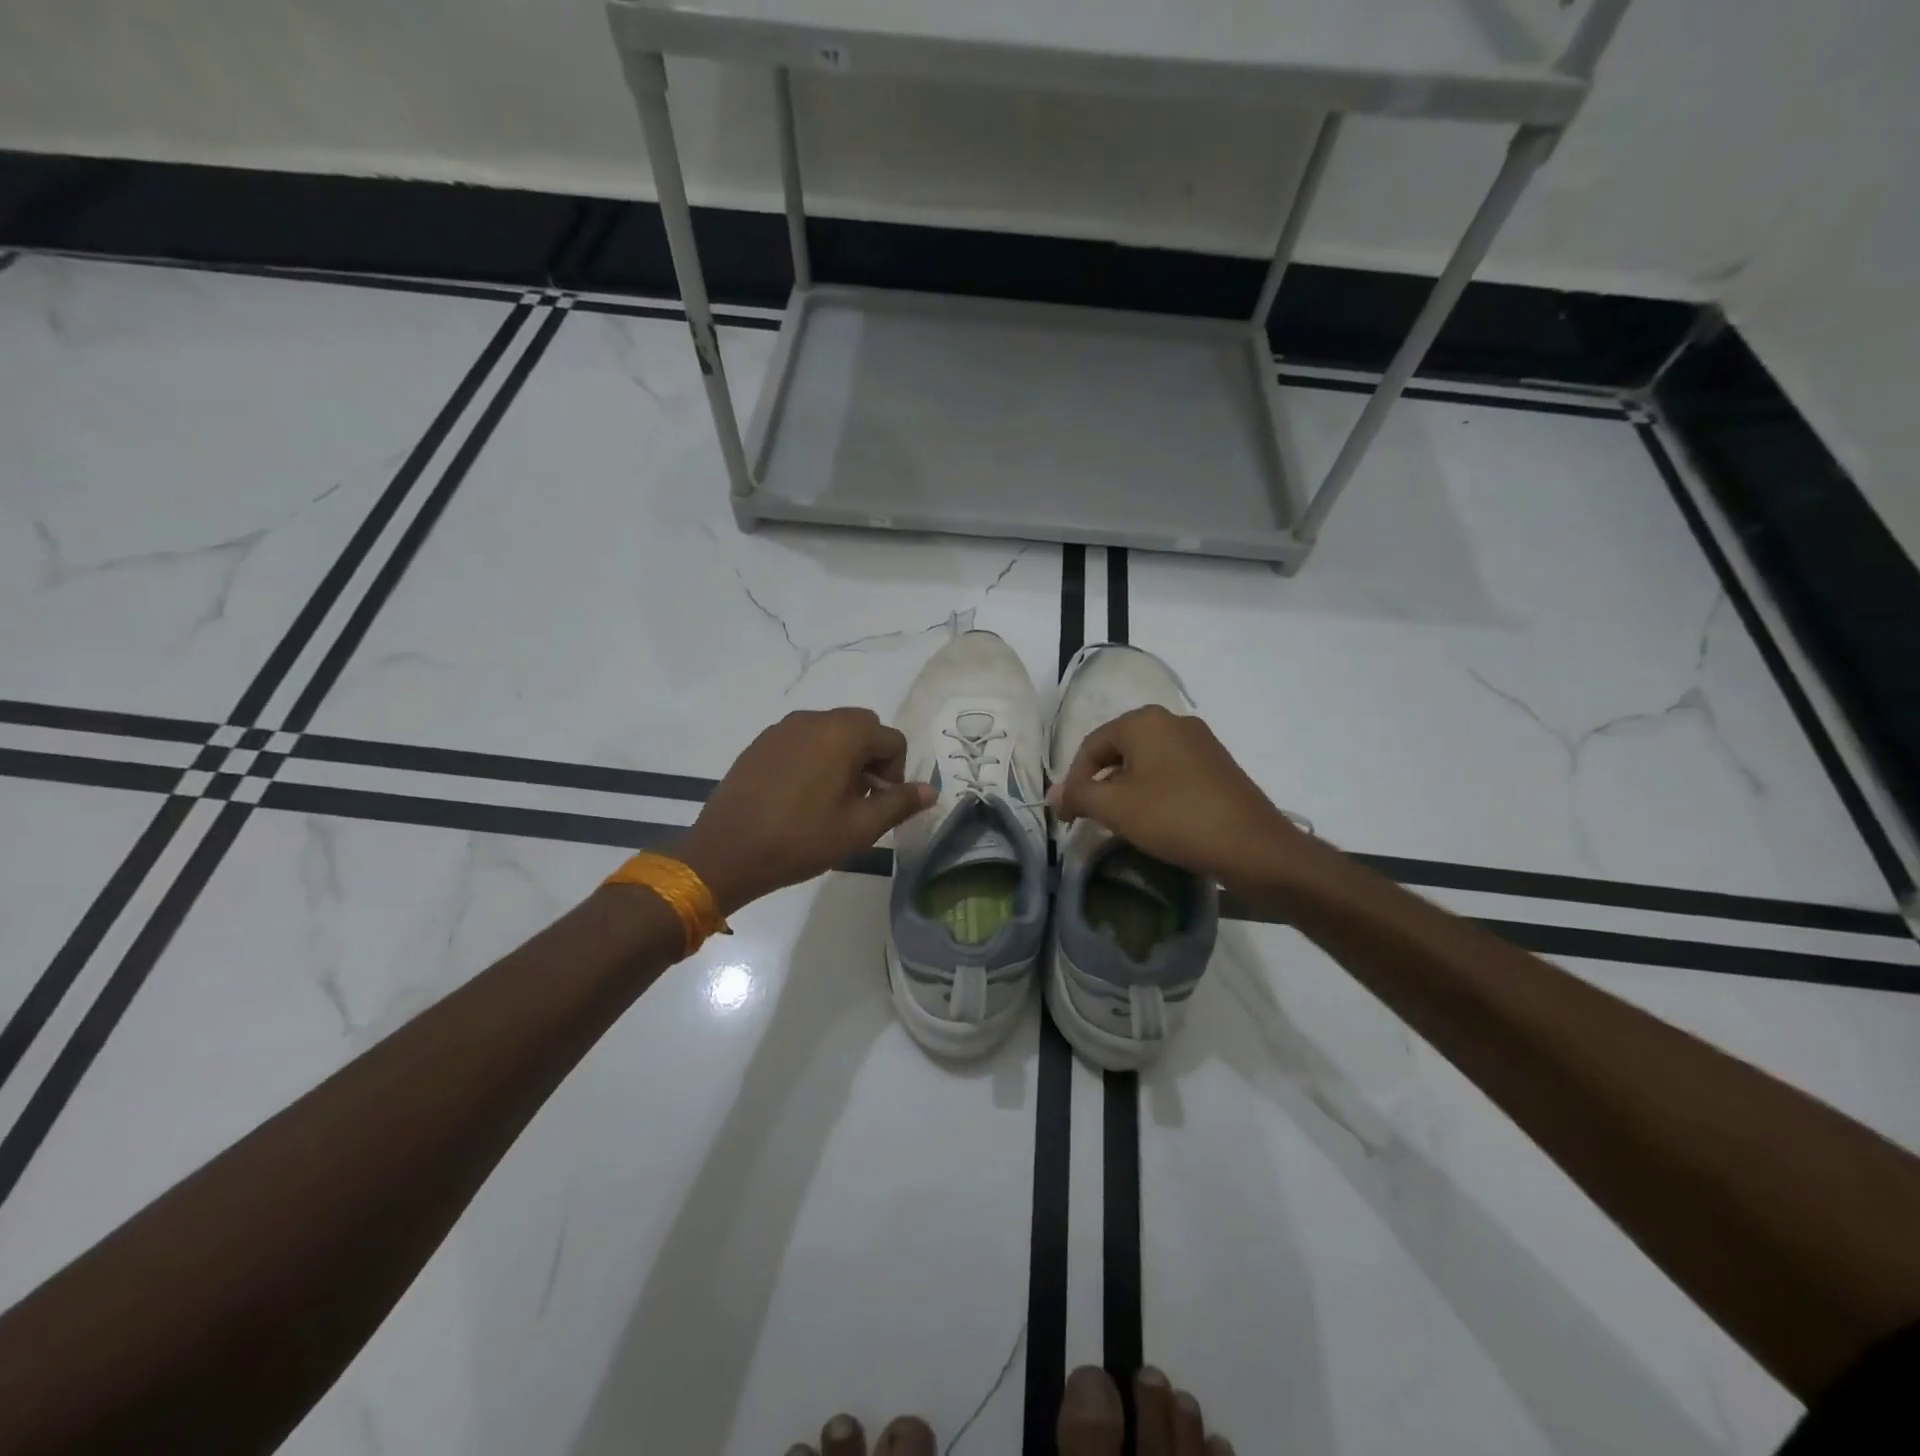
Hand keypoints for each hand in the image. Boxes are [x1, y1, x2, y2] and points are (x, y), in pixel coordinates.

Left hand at [674, 708, 934, 914]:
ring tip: (829, 801)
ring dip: (843, 758)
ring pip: (831, 732)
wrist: (726, 852)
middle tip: (858, 800)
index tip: (879, 804)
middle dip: (871, 759)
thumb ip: (899, 803)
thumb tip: (930, 790)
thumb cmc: (800, 840)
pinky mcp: (761, 742)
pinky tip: (799, 796)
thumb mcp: (859, 828)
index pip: (892, 739)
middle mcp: (814, 719)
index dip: (896, 773)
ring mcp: (783, 728)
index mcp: (843, 733)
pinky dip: (814, 758)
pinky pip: (802, 740)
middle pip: (862, 728)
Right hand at [1050, 705, 1306, 890]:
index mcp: (1145, 721)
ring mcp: (1200, 742)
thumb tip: (1054, 795)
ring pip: (1146, 763)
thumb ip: (1078, 795)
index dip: (1073, 781)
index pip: (1092, 745)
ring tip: (1121, 823)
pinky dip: (1154, 793)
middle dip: (1100, 784)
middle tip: (1091, 819)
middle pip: (1119, 751)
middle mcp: (1173, 721)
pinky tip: (1156, 821)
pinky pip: (1172, 773)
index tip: (1068, 816)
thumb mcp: (1115, 807)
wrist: (1253, 847)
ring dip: (1126, 790)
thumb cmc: (1175, 818)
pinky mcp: (1218, 765)